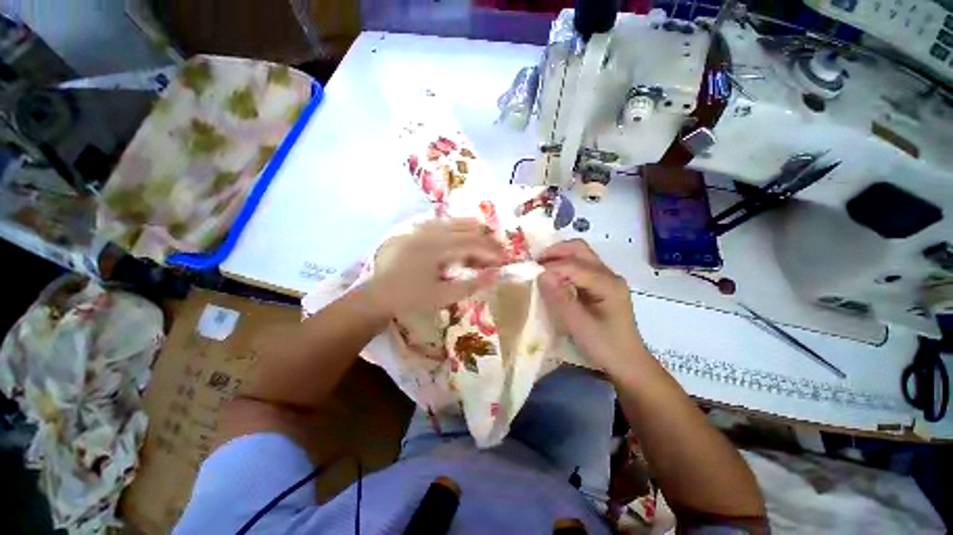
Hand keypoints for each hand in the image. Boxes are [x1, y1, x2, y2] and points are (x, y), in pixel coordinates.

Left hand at [366, 218, 503, 315]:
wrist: (379, 295)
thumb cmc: (411, 298)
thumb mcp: (443, 296)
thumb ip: (471, 284)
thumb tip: (495, 274)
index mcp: (437, 248)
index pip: (472, 244)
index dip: (490, 251)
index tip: (503, 260)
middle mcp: (430, 233)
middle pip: (466, 229)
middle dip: (486, 239)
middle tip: (499, 250)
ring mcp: (422, 230)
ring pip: (454, 221)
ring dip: (473, 230)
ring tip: (487, 239)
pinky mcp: (417, 232)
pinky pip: (442, 223)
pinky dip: (457, 227)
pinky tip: (463, 232)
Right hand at [538, 239, 643, 372]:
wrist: (628, 364)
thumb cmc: (605, 347)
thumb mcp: (579, 326)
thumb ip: (560, 299)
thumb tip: (541, 274)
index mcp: (608, 284)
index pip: (574, 265)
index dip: (550, 267)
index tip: (530, 274)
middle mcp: (609, 275)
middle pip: (580, 250)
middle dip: (555, 252)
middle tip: (534, 263)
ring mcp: (606, 279)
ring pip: (580, 255)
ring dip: (559, 257)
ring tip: (540, 268)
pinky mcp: (601, 285)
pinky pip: (580, 267)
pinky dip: (564, 266)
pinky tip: (553, 278)